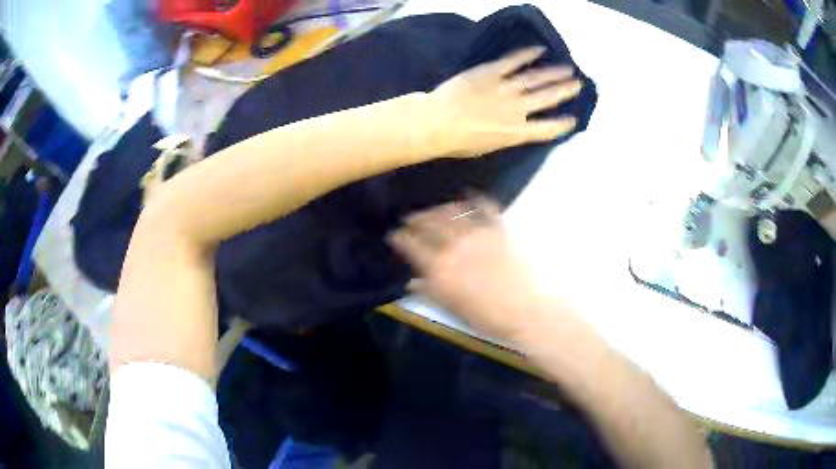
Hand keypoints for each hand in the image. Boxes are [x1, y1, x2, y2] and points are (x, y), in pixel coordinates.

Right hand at [388, 198, 546, 341]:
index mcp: (439, 267)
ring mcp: (478, 233)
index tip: (394, 235)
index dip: (400, 238)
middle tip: (409, 218)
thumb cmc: (484, 316)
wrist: (522, 310)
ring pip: (452, 212)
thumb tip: (411, 282)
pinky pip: (485, 207)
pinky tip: (468, 195)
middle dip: (415, 219)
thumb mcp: (450, 307)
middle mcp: (454, 245)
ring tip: (434, 210)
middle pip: (429, 224)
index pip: (411, 245)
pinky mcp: (498, 229)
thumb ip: (428, 291)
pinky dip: (475, 199)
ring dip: (439, 209)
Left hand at [428, 46, 581, 157]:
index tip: (573, 119)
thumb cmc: (458, 142)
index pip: (547, 129)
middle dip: (565, 90)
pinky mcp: (490, 72)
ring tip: (568, 68)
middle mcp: (517, 109)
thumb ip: (506, 136)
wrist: (437, 123)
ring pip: (535, 78)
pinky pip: (512, 61)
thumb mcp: (488, 148)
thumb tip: (515, 128)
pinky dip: (526, 54)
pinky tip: (539, 49)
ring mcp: (505, 88)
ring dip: (553, 72)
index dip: (562, 124)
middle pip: (547, 97)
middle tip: (578, 84)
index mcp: (517, 132)